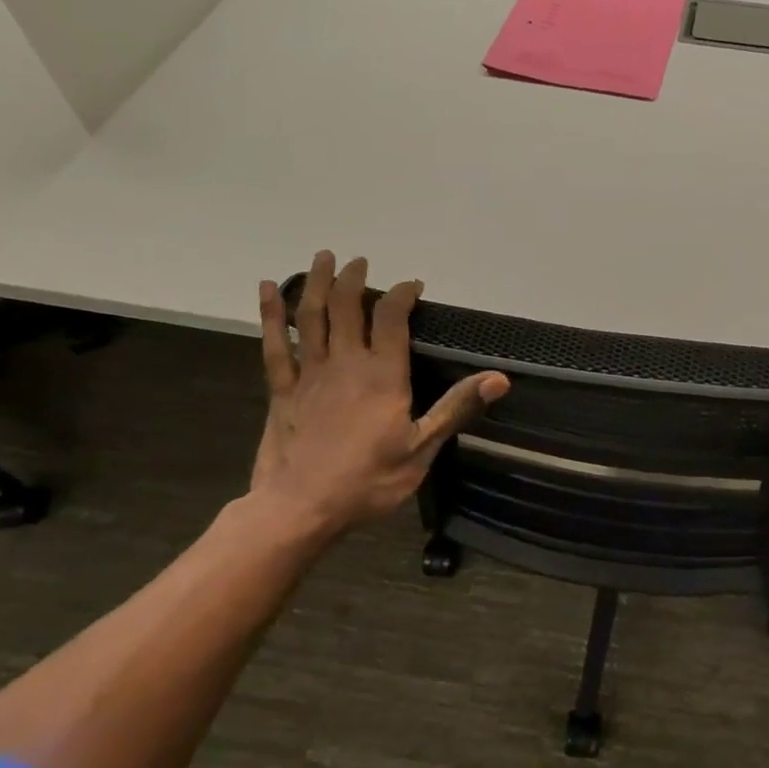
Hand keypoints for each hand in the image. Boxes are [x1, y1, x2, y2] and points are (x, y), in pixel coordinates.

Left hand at [249, 250, 508, 545]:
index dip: (403, 294)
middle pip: (348, 306)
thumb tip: (499, 379)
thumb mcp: (422, 449)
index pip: (393, 318)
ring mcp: (310, 374)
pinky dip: (271, 314)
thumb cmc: (368, 482)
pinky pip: (275, 344)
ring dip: (318, 283)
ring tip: (324, 258)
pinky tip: (269, 289)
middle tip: (360, 261)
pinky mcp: (282, 389)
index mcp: (383, 376)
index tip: (413, 285)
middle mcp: (346, 363)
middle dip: (355, 278)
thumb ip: (456, 408)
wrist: (299, 509)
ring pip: (311, 316)